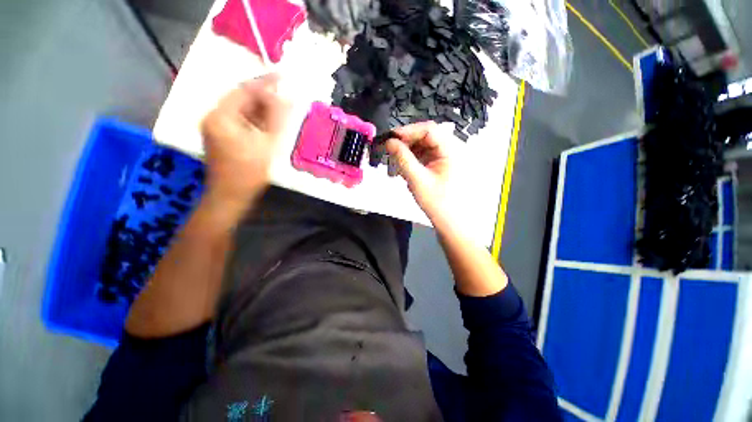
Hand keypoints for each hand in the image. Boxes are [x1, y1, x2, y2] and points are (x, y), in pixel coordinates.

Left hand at [200, 73, 289, 219]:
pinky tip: (269, 124)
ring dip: (261, 109)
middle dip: (264, 97)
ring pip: (242, 110)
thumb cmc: (249, 173)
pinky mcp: (220, 135)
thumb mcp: (267, 144)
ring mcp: (215, 126)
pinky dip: (255, 120)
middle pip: (242, 99)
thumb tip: (287, 96)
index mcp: (221, 116)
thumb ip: (277, 119)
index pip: (244, 90)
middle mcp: (213, 116)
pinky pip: (240, 120)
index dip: (265, 83)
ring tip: (281, 109)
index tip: (284, 77)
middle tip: (286, 96)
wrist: (230, 196)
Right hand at [385, 121, 454, 224]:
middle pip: (426, 136)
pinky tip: (404, 170)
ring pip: (423, 146)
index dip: (408, 131)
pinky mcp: (441, 164)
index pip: (429, 129)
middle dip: (406, 143)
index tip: (390, 139)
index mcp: (452, 149)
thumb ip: (403, 159)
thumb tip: (389, 142)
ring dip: (408, 152)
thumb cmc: (438, 203)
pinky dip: (412, 160)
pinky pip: (424, 156)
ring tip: (395, 164)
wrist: (452, 222)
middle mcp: (452, 148)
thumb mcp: (417, 180)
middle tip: (390, 152)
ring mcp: (446, 157)